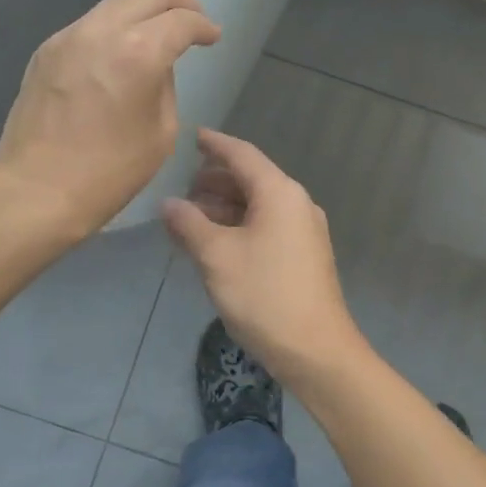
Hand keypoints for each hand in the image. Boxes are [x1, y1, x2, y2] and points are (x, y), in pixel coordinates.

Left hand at [0, 0, 219, 239]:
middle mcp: (102, 32)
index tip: (213, 38)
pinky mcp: (48, 51)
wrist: (35, 191)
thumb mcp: (160, 133)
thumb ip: (165, 86)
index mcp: (138, 53)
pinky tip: (127, 27)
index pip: (181, 21)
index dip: (203, 26)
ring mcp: (69, 37)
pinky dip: (117, 16)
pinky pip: (92, 22)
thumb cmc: (108, 173)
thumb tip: (156, 66)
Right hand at [162, 129, 366, 385]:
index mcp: (279, 193)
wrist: (316, 350)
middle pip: (251, 179)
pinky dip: (239, 226)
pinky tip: (215, 243)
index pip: (242, 155)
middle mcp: (296, 204)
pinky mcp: (304, 256)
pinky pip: (267, 227)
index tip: (193, 137)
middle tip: (182, 189)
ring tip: (191, 218)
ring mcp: (304, 231)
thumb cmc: (264, 295)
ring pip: (258, 206)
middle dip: (215, 181)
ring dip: (225, 207)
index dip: (215, 144)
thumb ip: (189, 224)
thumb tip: (168, 204)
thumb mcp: (217, 257)